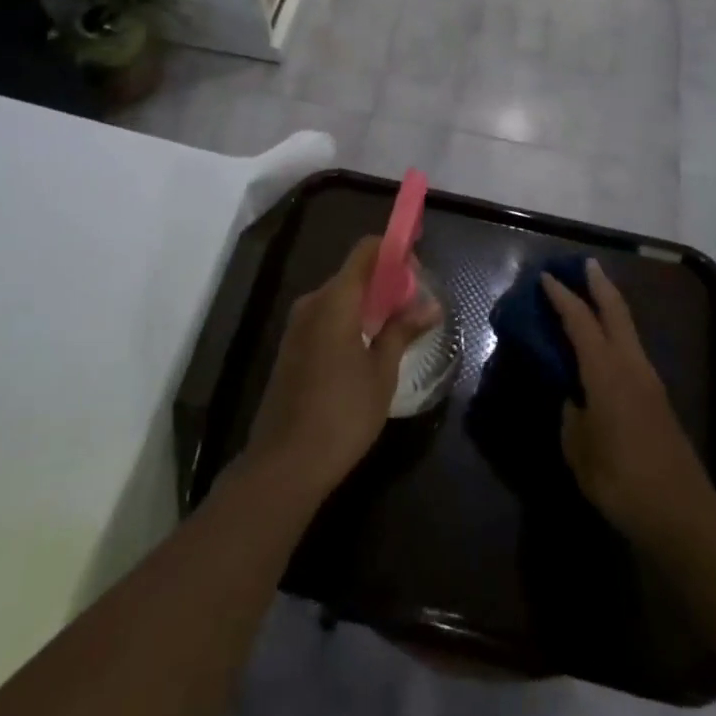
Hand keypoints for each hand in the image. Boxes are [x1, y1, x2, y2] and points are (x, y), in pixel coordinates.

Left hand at [242, 236, 441, 500]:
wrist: (285, 464)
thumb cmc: (342, 414)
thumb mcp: (381, 372)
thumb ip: (403, 331)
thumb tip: (431, 306)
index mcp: (335, 299)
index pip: (366, 251)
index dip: (393, 251)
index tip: (417, 269)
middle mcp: (313, 302)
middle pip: (353, 273)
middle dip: (385, 281)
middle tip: (414, 306)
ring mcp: (297, 325)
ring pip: (339, 297)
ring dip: (368, 303)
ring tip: (396, 328)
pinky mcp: (291, 348)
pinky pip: (326, 317)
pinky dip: (349, 320)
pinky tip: (367, 348)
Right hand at [542, 259, 715, 544]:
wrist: (682, 512)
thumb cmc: (622, 479)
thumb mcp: (580, 451)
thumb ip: (571, 418)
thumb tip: (571, 400)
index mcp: (605, 371)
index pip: (580, 320)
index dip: (561, 297)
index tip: (545, 277)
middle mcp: (629, 364)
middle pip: (615, 310)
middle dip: (598, 283)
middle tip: (583, 264)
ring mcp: (648, 379)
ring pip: (627, 327)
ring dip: (610, 305)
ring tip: (592, 295)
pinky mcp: (657, 397)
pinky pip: (631, 348)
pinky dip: (616, 332)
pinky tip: (605, 343)